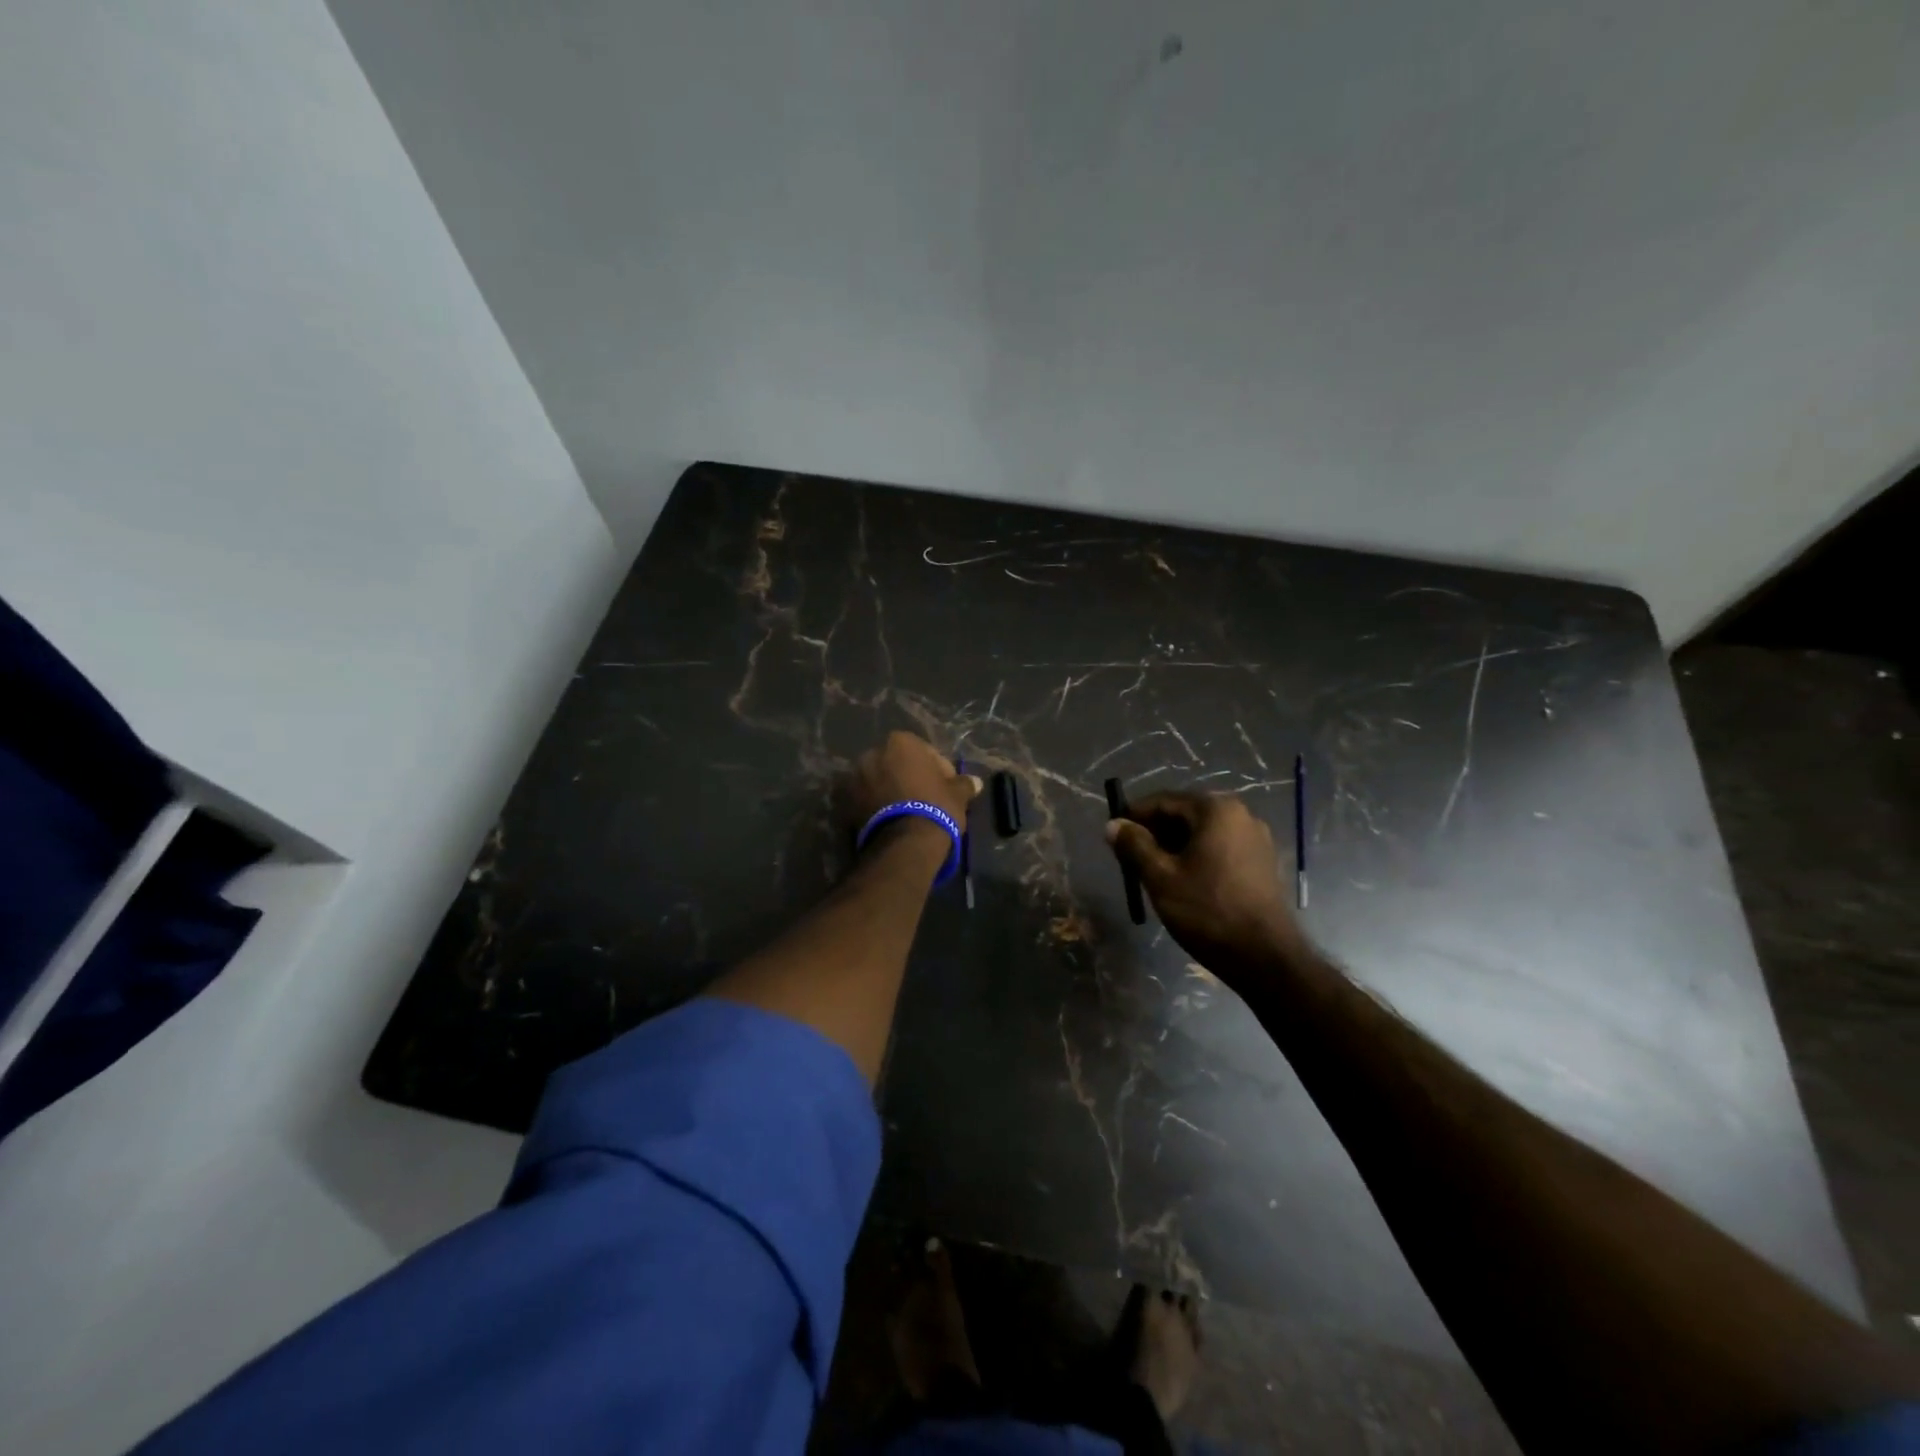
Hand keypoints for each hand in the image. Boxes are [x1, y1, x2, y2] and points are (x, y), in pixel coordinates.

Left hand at [845, 731, 981, 849]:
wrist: (903, 844)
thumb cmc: (935, 808)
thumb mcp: (957, 795)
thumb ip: (964, 784)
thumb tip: (975, 782)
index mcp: (900, 742)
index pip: (925, 752)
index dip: (938, 770)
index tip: (945, 789)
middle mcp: (872, 753)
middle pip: (897, 764)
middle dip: (909, 778)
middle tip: (925, 800)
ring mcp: (854, 777)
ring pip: (879, 781)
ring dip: (890, 792)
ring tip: (906, 813)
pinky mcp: (843, 803)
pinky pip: (865, 800)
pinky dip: (875, 806)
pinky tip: (891, 822)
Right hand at [1105, 792, 1307, 987]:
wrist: (1265, 958)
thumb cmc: (1207, 911)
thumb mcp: (1161, 877)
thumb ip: (1134, 846)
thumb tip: (1113, 825)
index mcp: (1216, 809)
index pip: (1163, 801)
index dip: (1134, 816)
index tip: (1114, 835)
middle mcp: (1241, 814)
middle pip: (1185, 814)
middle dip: (1155, 833)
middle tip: (1131, 858)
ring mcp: (1256, 838)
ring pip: (1202, 833)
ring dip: (1175, 846)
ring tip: (1153, 872)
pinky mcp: (1263, 862)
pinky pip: (1220, 848)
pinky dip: (1197, 857)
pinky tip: (1184, 881)